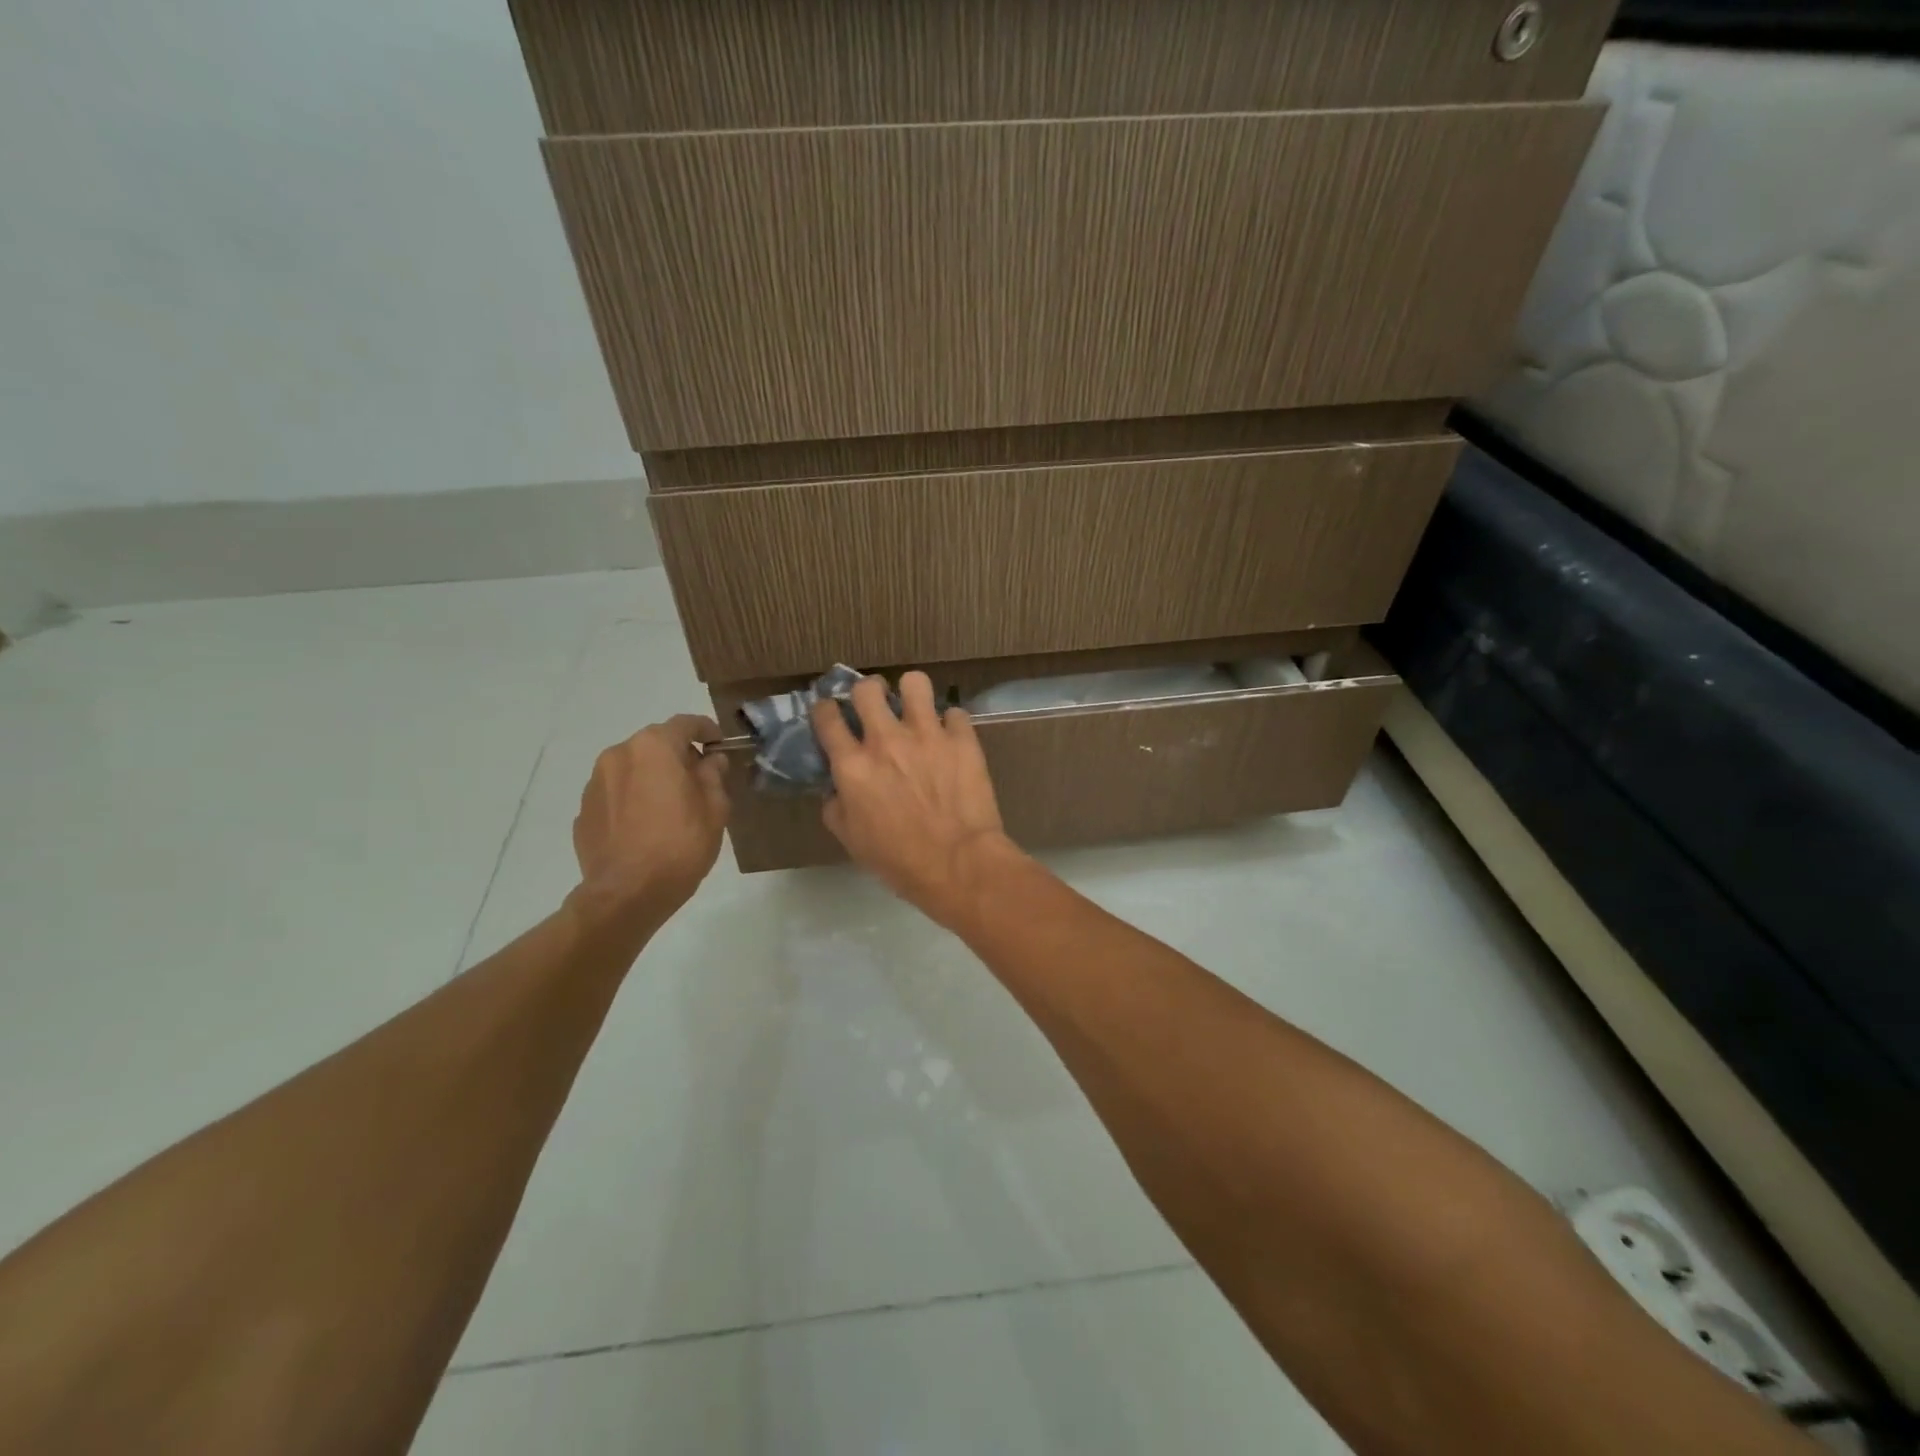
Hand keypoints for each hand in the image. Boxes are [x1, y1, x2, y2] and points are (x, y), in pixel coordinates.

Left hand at [569, 714, 728, 926]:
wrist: (627, 893)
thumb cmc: (680, 845)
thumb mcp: (714, 809)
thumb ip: (713, 776)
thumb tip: (710, 760)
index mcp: (654, 748)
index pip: (685, 724)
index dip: (706, 730)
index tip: (719, 746)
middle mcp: (619, 755)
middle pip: (655, 744)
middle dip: (678, 756)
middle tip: (698, 780)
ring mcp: (595, 782)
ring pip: (632, 768)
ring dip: (652, 777)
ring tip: (670, 806)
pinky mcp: (584, 810)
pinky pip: (615, 794)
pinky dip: (632, 799)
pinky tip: (645, 826)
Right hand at [812, 673, 1021, 927]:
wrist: (959, 864)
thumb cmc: (899, 861)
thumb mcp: (852, 841)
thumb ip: (837, 808)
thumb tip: (836, 790)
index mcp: (853, 765)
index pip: (827, 717)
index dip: (826, 711)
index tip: (832, 715)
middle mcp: (885, 740)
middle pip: (867, 689)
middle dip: (867, 692)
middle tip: (875, 707)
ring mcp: (927, 734)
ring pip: (914, 683)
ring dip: (911, 694)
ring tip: (916, 709)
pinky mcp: (962, 739)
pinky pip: (955, 712)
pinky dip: (951, 724)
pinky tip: (951, 738)